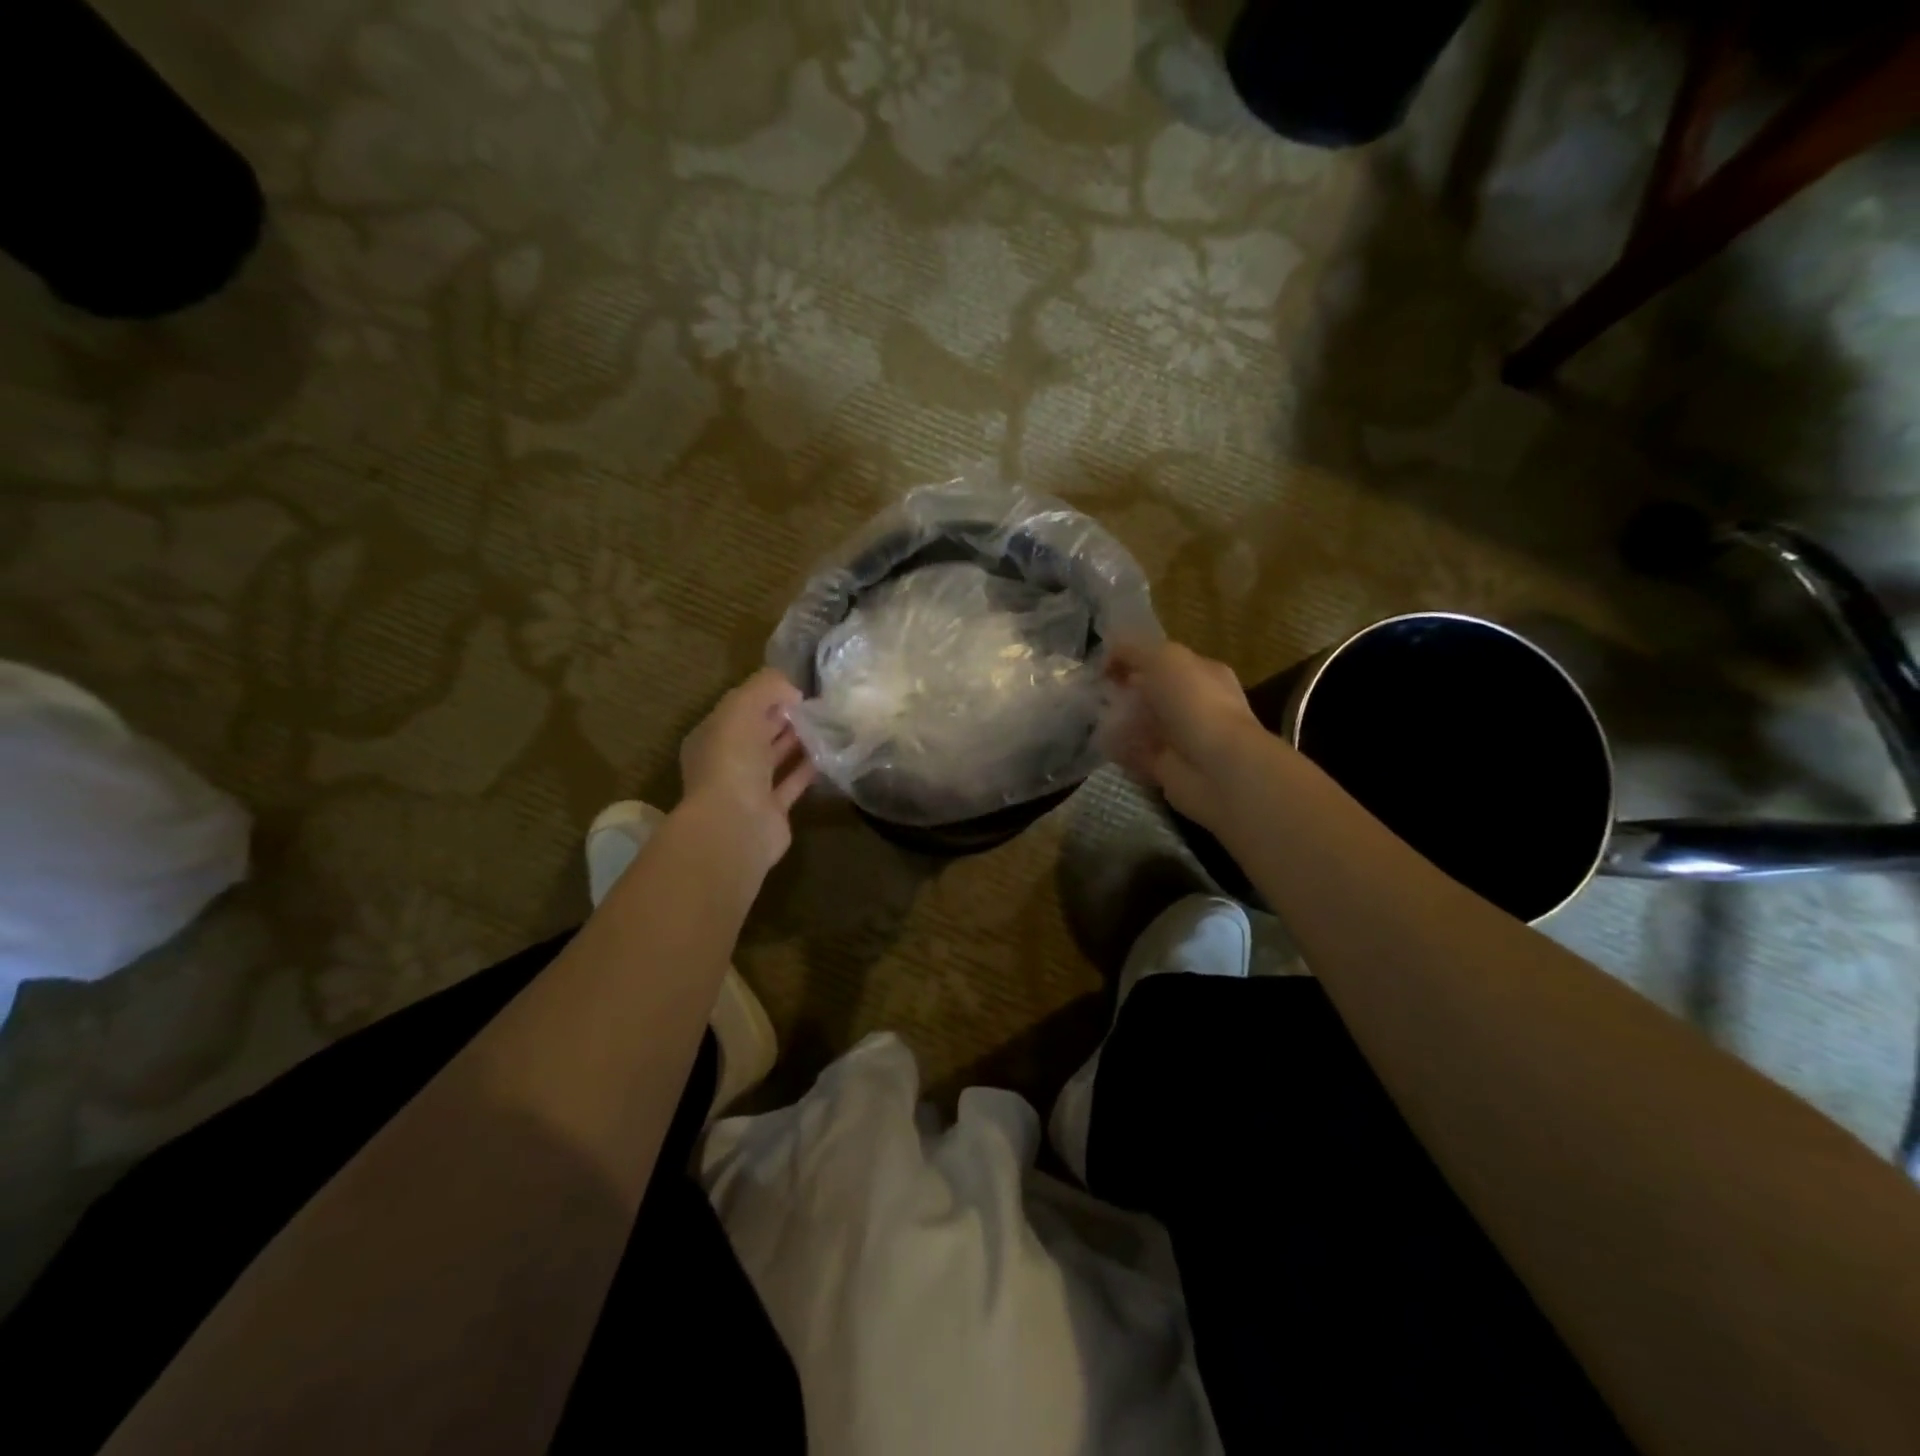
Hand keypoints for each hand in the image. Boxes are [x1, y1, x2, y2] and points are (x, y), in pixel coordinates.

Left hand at [678, 668, 815, 872]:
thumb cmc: (731, 761)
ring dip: (799, 742)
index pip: (740, 709)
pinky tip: (829, 753)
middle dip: (784, 717)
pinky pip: (792, 783)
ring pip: (776, 758)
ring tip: (828, 723)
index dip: (766, 696)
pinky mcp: (772, 810)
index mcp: (712, 736)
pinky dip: (808, 769)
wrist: (735, 825)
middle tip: (819, 703)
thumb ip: (765, 688)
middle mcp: (727, 761)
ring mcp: (749, 788)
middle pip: (758, 733)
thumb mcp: (741, 707)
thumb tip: (792, 690)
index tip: (799, 688)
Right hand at [1100, 639, 1265, 828]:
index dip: (1132, 659)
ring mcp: (1182, 738)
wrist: (1216, 768)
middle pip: (1152, 693)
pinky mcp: (1167, 768)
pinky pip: (1137, 754)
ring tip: (1091, 717)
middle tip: (1093, 692)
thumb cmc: (1194, 703)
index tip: (1101, 666)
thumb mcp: (1164, 659)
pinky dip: (1120, 749)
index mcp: (1201, 673)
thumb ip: (1134, 651)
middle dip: (1123, 691)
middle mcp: (1194, 704)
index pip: (1163, 660)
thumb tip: (1108, 653)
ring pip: (1143, 724)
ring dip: (1119, 721)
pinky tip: (1101, 742)